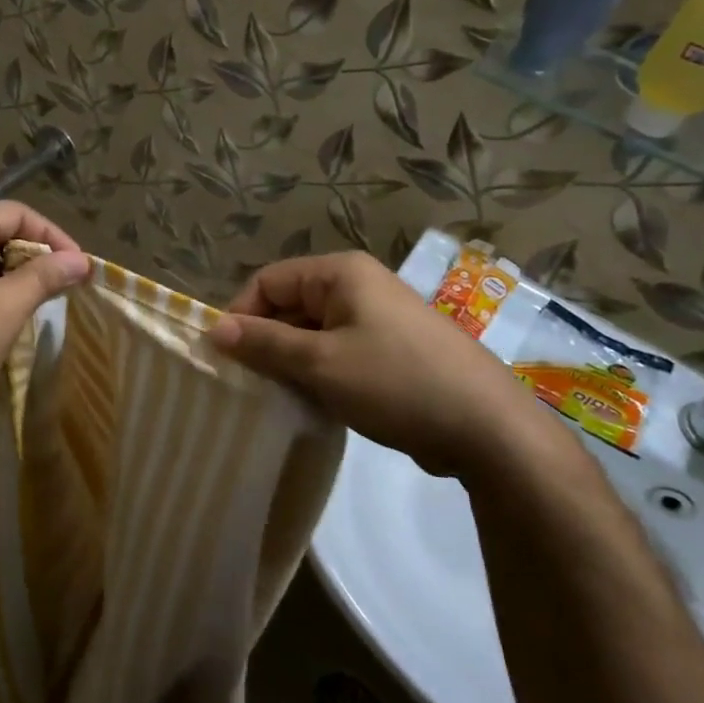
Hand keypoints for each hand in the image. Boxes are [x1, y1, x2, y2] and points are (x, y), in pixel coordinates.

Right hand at [208, 251, 553, 480]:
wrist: (489, 429)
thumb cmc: (396, 383)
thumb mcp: (320, 364)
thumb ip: (264, 343)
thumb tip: (214, 329)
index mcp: (340, 273)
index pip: (268, 281)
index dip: (242, 315)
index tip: (228, 360)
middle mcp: (359, 286)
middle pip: (290, 304)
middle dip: (267, 342)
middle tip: (252, 386)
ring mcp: (379, 318)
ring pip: (313, 332)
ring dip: (292, 362)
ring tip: (281, 398)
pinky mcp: (392, 350)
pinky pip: (339, 351)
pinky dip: (320, 373)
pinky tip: (316, 404)